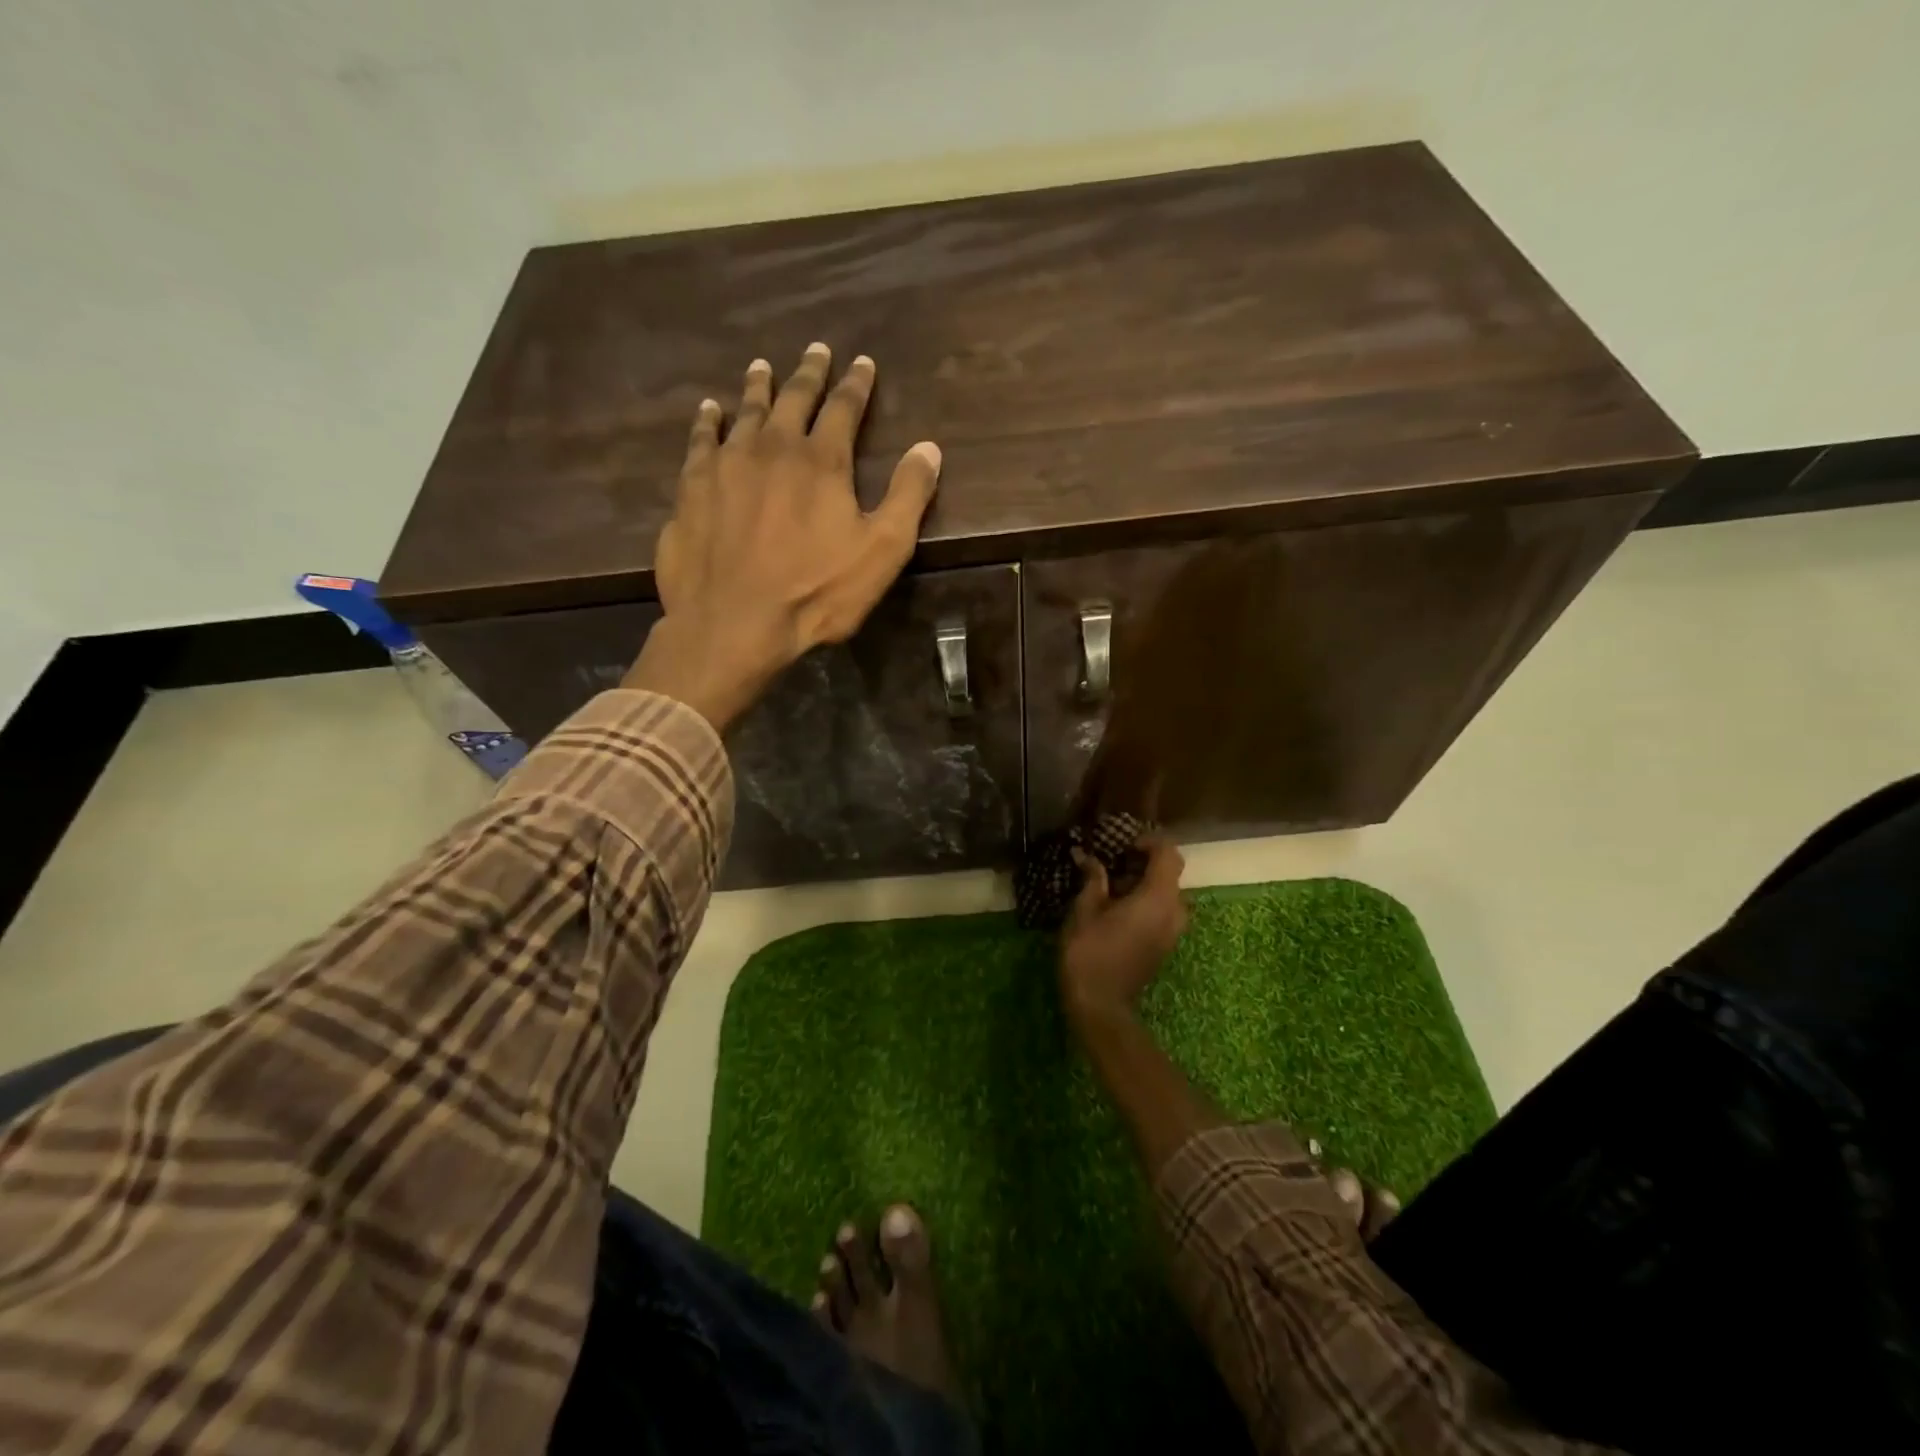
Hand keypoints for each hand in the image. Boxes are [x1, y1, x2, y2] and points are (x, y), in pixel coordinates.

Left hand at [623, 344, 942, 728]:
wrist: (733, 622)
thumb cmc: (816, 592)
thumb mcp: (882, 551)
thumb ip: (908, 496)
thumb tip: (929, 447)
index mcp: (822, 461)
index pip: (843, 408)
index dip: (855, 384)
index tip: (861, 363)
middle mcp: (772, 447)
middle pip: (793, 398)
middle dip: (808, 373)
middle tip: (815, 349)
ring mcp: (726, 465)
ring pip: (745, 412)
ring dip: (757, 387)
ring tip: (761, 367)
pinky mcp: (692, 488)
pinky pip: (701, 441)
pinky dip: (708, 421)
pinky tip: (709, 410)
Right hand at [1058, 835, 1186, 1025]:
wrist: (1100, 1006)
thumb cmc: (1089, 952)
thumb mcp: (1085, 909)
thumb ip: (1093, 878)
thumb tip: (1087, 857)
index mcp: (1158, 898)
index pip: (1168, 854)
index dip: (1149, 842)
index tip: (1123, 844)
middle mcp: (1174, 911)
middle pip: (1170, 872)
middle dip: (1144, 861)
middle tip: (1112, 860)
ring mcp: (1173, 931)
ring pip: (1167, 892)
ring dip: (1144, 881)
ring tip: (1111, 883)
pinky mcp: (1165, 944)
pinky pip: (1163, 910)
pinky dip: (1146, 899)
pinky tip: (1117, 905)